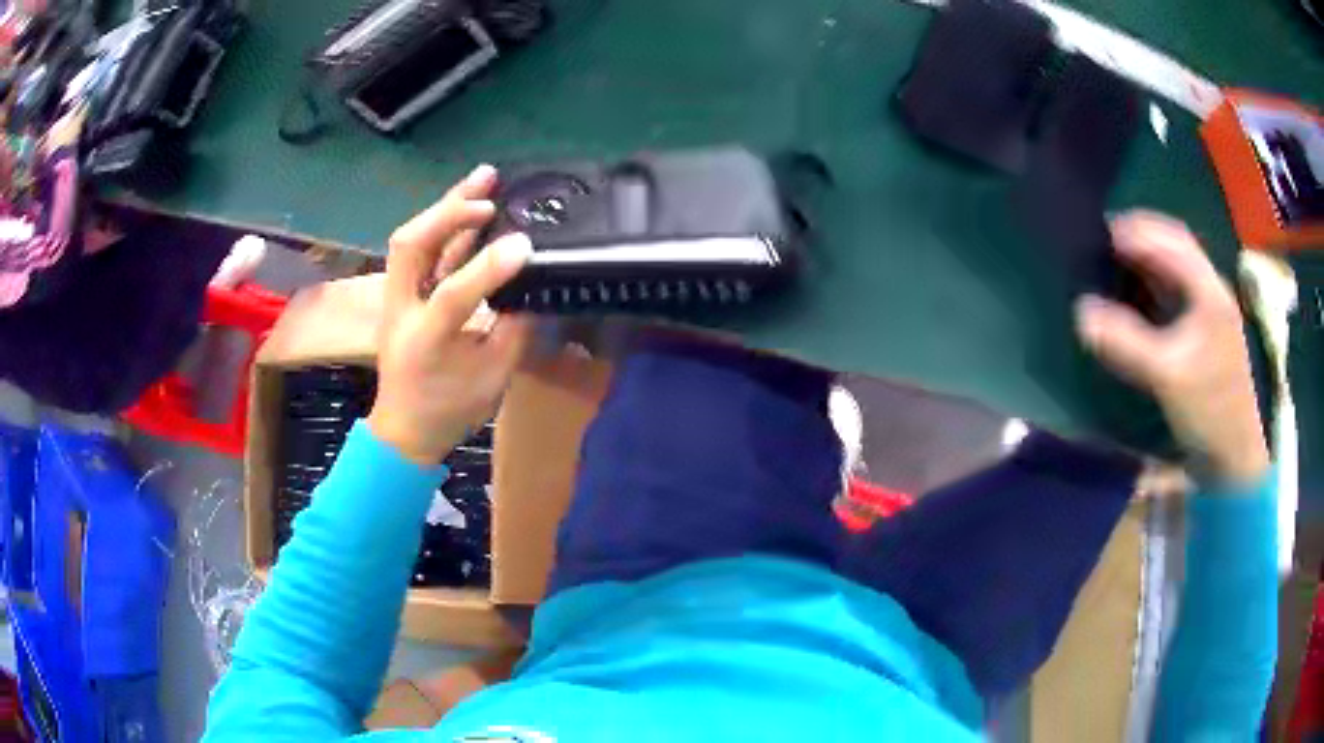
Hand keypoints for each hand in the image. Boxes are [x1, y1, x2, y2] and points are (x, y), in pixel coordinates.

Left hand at [367, 165, 533, 464]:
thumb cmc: (449, 411)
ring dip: (445, 206)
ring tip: (482, 178)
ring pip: (410, 239)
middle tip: (489, 195)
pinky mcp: (400, 293)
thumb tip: (531, 287)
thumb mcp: (492, 379)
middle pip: (410, 246)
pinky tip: (468, 205)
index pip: (453, 295)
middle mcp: (401, 312)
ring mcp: (395, 299)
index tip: (524, 246)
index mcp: (426, 342)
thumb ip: (514, 331)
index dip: (488, 268)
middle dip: (449, 213)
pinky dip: (444, 222)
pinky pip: (418, 248)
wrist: (404, 430)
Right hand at [1075, 211, 1269, 486]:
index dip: (1136, 230)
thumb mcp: (1167, 376)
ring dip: (1146, 260)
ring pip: (1175, 269)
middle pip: (1175, 246)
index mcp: (1209, 291)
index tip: (1100, 232)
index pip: (1171, 240)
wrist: (1233, 458)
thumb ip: (1126, 342)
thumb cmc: (1208, 411)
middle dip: (1141, 237)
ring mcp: (1209, 313)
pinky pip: (1175, 295)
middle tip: (1104, 241)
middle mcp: (1211, 291)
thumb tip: (1081, 312)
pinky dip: (1152, 286)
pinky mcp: (1203, 335)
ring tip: (1113, 262)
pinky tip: (1135, 296)